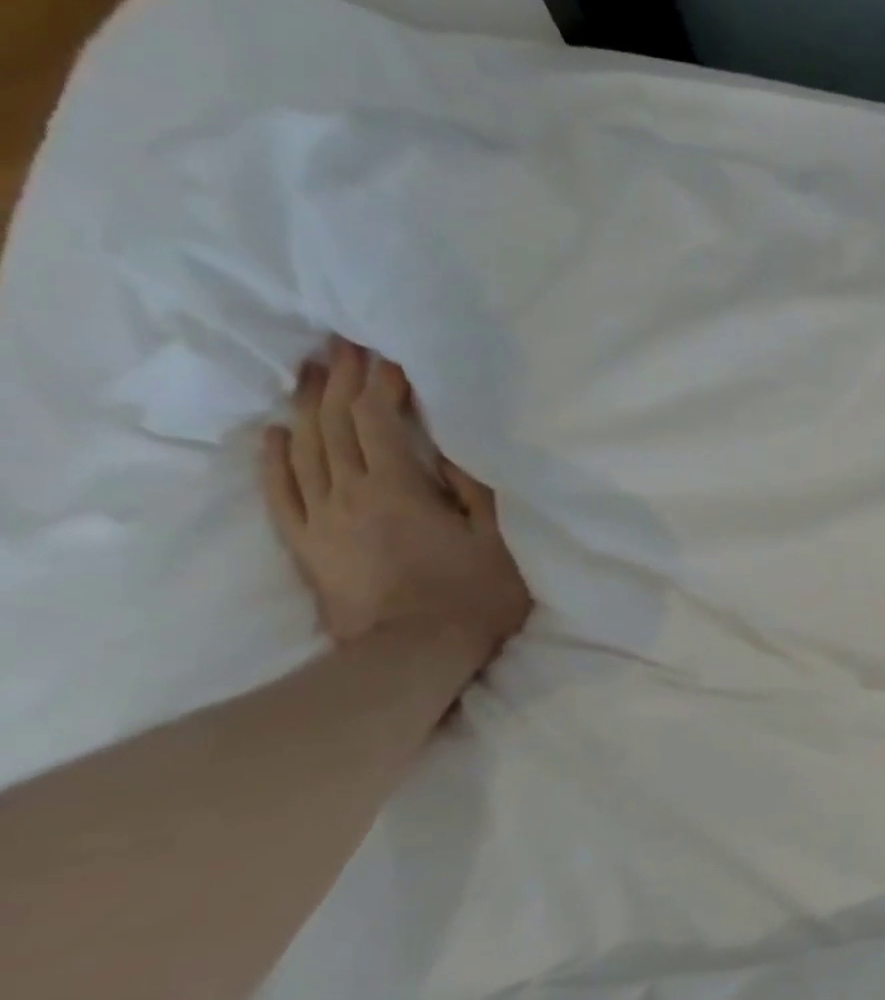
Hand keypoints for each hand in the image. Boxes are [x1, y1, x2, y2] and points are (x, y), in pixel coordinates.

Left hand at [261, 338, 531, 666]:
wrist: (412, 656)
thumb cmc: (470, 596)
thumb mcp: (495, 539)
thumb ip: (471, 489)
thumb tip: (444, 447)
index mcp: (398, 487)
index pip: (377, 418)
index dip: (380, 381)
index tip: (387, 352)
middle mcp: (348, 492)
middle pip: (334, 423)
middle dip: (339, 379)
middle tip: (342, 343)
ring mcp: (320, 519)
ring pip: (303, 448)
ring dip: (306, 406)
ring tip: (310, 372)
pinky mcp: (306, 545)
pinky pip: (279, 492)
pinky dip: (274, 458)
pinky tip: (275, 434)